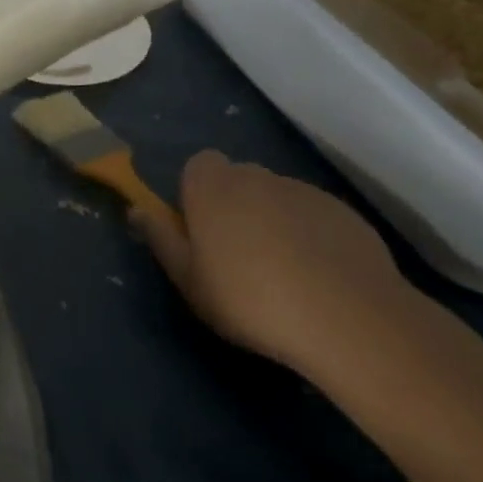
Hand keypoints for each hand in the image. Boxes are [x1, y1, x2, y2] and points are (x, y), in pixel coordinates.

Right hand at [134, 151, 413, 382]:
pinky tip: (316, 276)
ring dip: (270, 219)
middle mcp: (258, 178)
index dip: (195, 192)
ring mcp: (304, 192)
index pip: (198, 165)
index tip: (199, 229)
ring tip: (279, 271)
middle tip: (234, 254)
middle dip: (232, 205)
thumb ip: (161, 239)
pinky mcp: (343, 212)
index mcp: (213, 188)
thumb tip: (136, 210)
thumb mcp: (188, 280)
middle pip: (237, 179)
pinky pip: (311, 215)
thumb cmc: (248, 298)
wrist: (345, 316)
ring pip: (276, 197)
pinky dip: (307, 234)